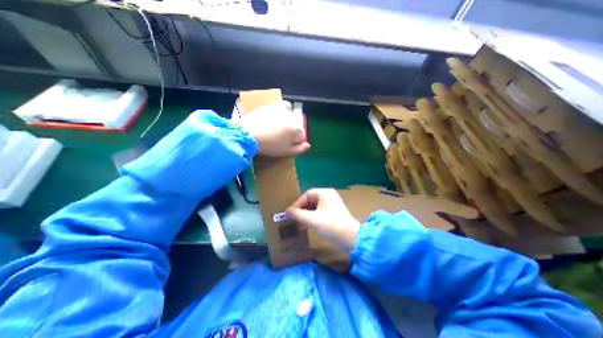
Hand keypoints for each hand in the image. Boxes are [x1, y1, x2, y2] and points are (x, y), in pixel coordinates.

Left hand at [241, 99, 310, 155]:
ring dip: (289, 123)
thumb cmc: (269, 146)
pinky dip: (286, 110)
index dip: (294, 143)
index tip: (286, 145)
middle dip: (292, 133)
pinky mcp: (275, 106)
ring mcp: (284, 111)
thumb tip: (308, 145)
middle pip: (297, 127)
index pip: (300, 137)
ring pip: (292, 117)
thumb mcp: (286, 152)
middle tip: (281, 138)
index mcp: (296, 131)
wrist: (249, 134)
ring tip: (279, 128)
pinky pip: (286, 105)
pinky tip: (282, 115)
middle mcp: (293, 119)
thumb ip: (299, 149)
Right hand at [285, 189, 356, 251]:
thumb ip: (298, 214)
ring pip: (314, 207)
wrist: (350, 238)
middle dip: (301, 210)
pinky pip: (319, 213)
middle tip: (293, 218)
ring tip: (298, 224)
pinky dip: (311, 218)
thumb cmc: (331, 224)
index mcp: (325, 193)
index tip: (290, 213)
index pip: (307, 194)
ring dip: (305, 215)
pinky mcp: (332, 213)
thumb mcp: (312, 219)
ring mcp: (331, 205)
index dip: (298, 203)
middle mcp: (328, 196)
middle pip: (310, 200)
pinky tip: (306, 226)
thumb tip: (286, 211)